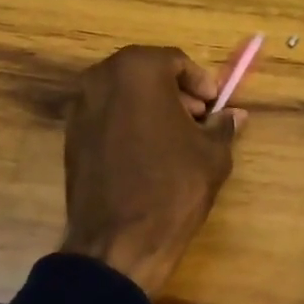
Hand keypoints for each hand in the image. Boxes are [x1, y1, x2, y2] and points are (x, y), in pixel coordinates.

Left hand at [61, 45, 245, 297]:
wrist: (119, 242)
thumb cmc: (173, 187)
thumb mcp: (211, 154)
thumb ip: (222, 126)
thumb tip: (233, 115)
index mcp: (137, 70)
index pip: (175, 61)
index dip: (200, 82)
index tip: (214, 105)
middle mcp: (100, 78)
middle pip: (145, 73)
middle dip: (174, 92)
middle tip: (197, 120)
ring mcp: (79, 107)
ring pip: (123, 94)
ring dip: (150, 107)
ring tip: (175, 140)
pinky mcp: (70, 136)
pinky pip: (106, 117)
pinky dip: (128, 124)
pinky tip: (147, 155)